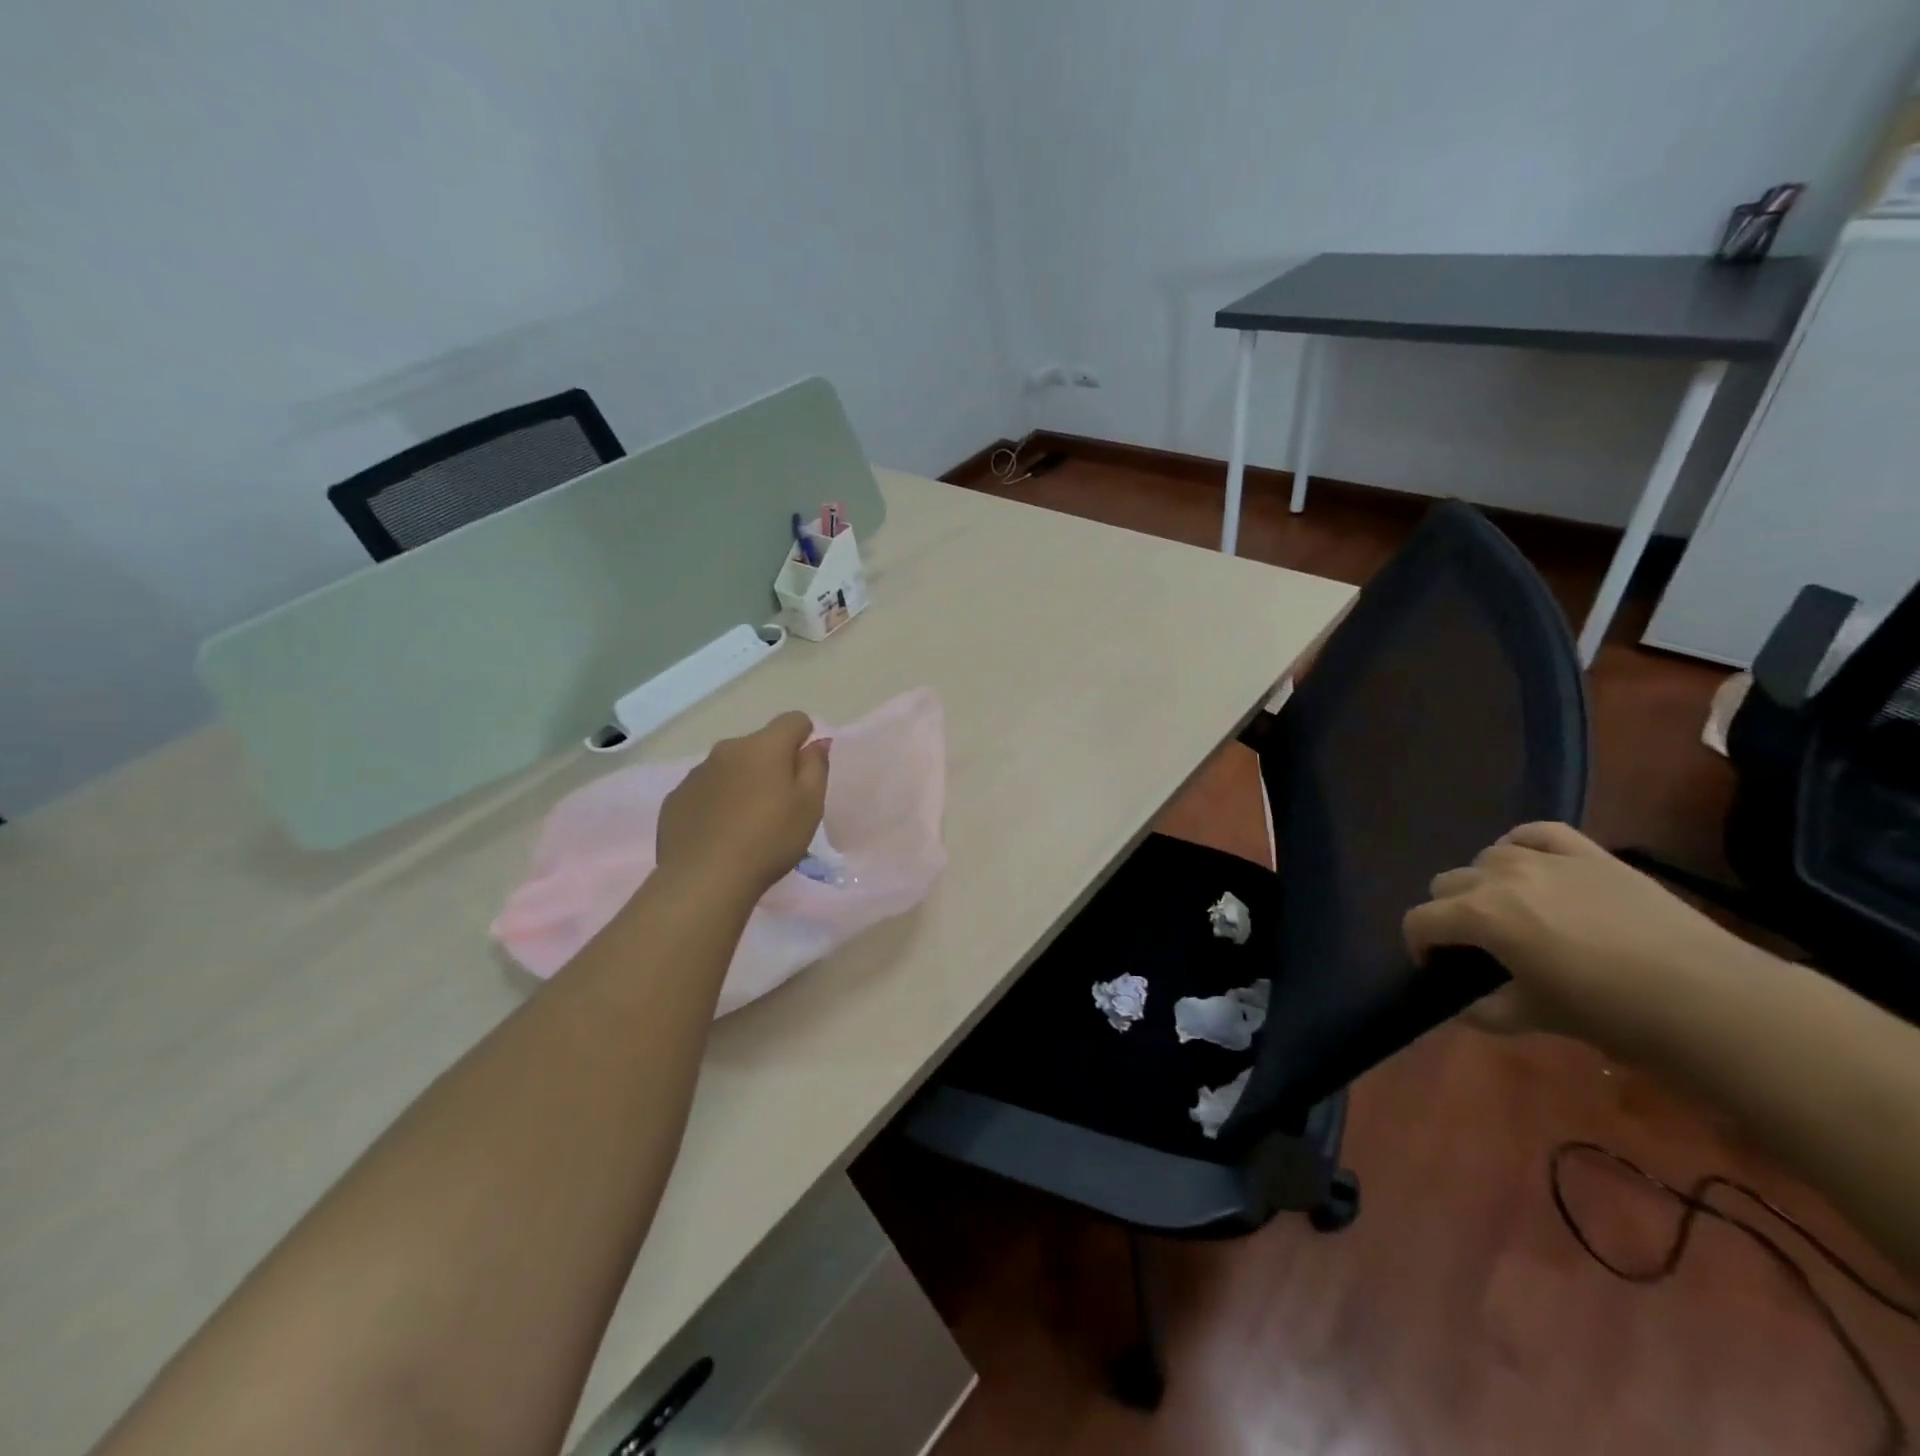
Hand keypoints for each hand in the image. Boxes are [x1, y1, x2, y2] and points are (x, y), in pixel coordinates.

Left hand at [657, 711, 829, 901]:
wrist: (704, 879)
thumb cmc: (769, 840)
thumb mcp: (810, 806)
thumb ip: (816, 767)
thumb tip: (818, 741)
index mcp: (764, 747)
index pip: (793, 720)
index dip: (805, 738)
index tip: (806, 769)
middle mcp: (727, 749)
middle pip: (759, 745)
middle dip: (772, 764)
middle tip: (780, 804)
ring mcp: (696, 773)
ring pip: (730, 767)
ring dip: (742, 782)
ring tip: (747, 823)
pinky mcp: (676, 798)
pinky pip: (705, 790)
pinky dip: (716, 802)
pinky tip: (720, 834)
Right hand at [1403, 822, 1766, 1057]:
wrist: (1712, 1000)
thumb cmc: (1611, 1012)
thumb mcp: (1537, 1018)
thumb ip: (1488, 1010)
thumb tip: (1467, 1007)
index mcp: (1479, 916)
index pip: (1421, 920)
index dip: (1419, 945)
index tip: (1437, 969)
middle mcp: (1500, 876)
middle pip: (1446, 883)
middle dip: (1450, 914)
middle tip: (1477, 946)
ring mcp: (1547, 859)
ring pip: (1487, 857)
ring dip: (1485, 883)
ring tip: (1512, 911)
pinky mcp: (1590, 854)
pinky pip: (1537, 833)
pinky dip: (1522, 846)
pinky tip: (1532, 866)